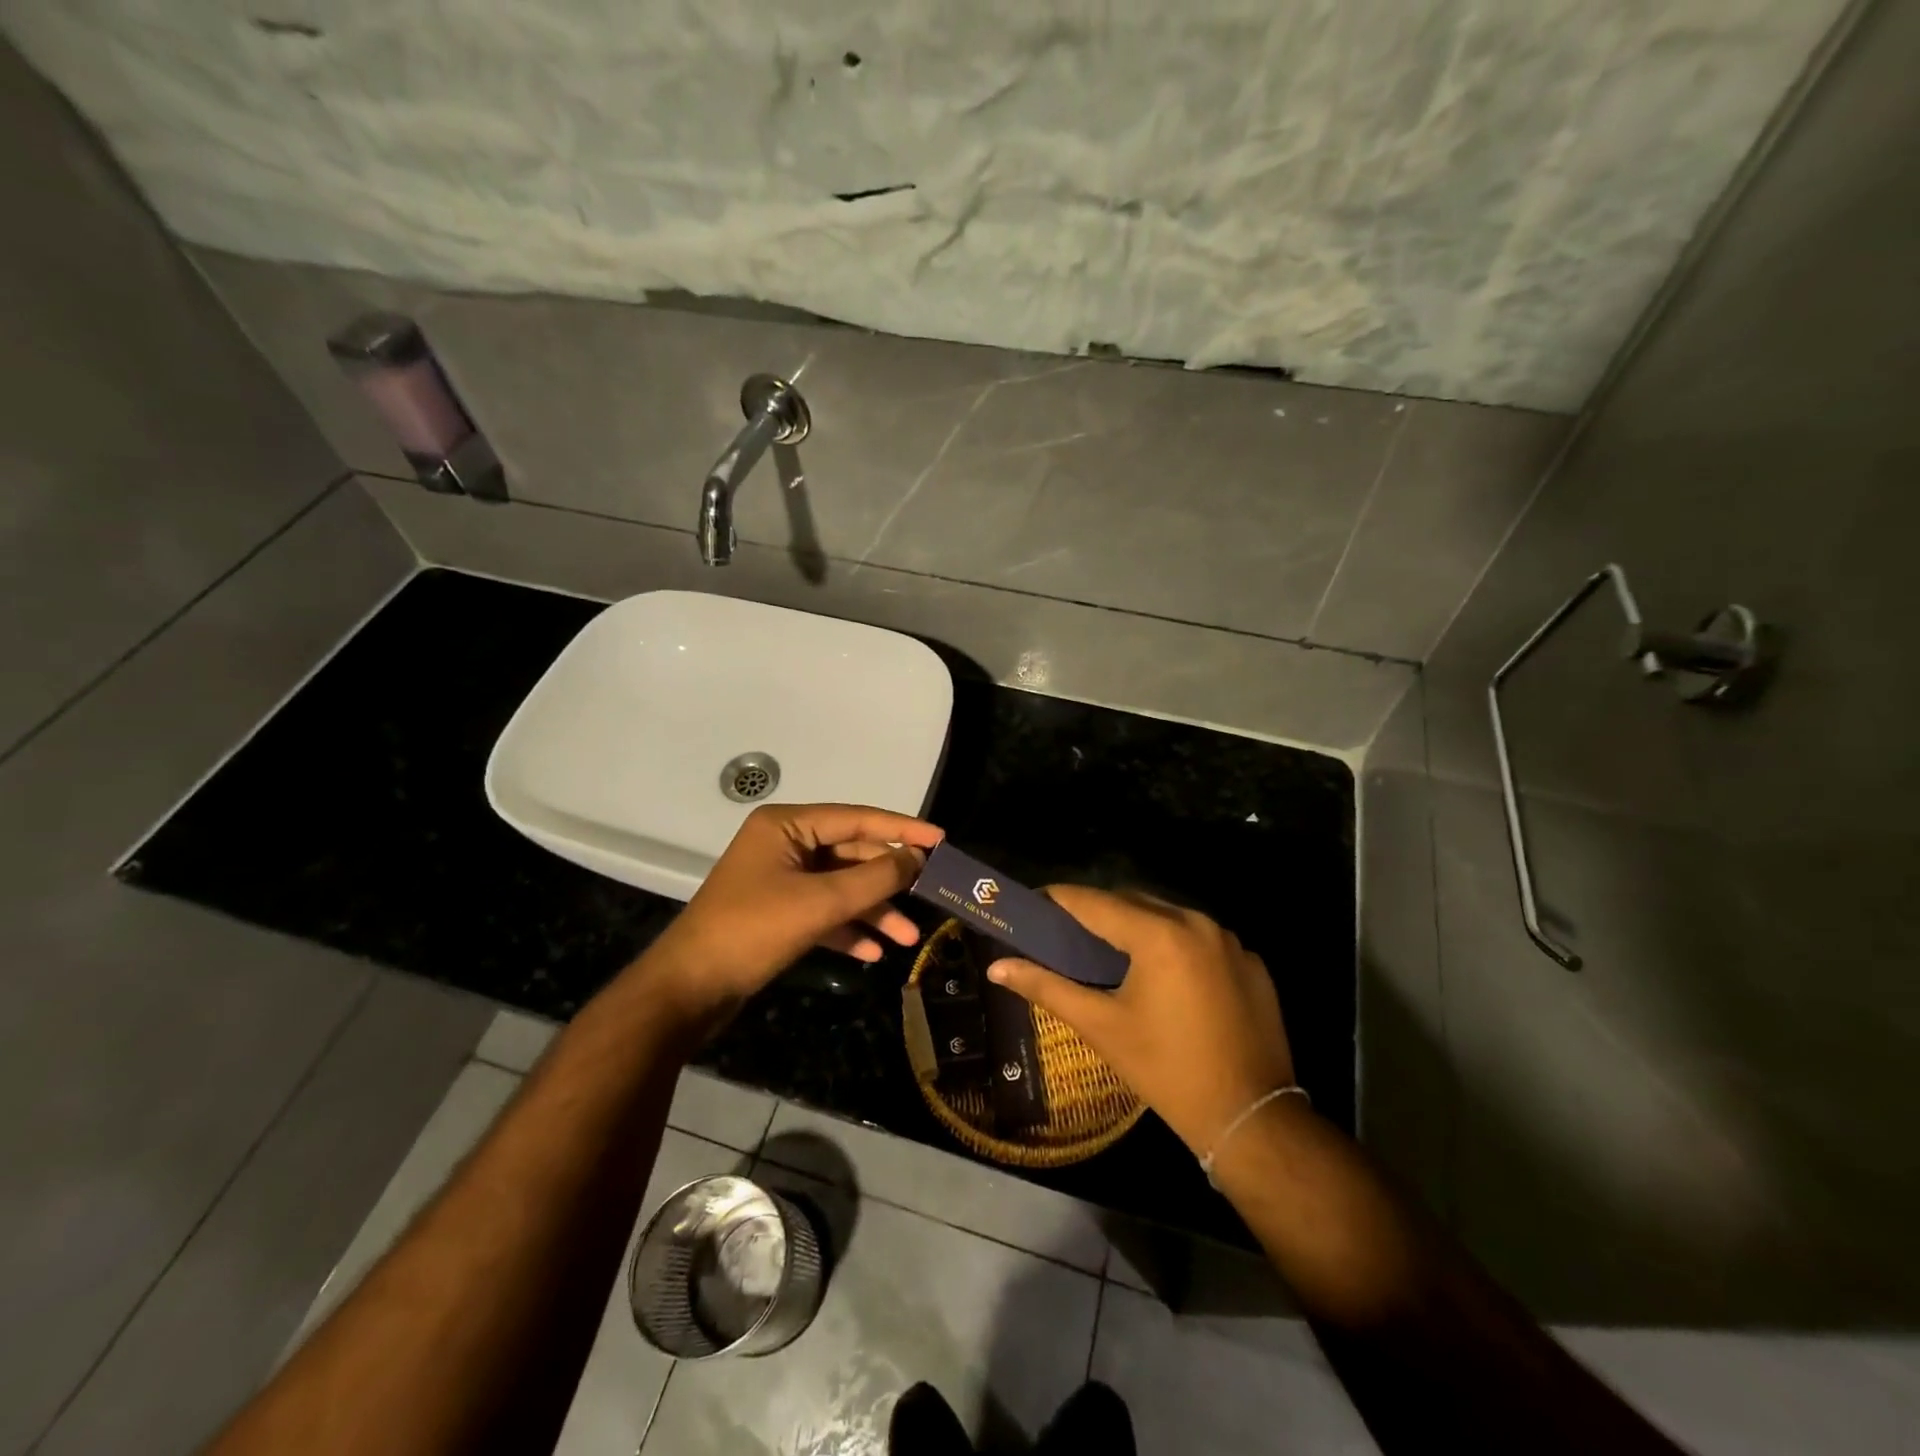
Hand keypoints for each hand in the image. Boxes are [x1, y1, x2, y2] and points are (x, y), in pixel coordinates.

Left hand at [643, 803, 943, 1022]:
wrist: (689, 990)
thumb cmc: (753, 931)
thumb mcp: (821, 903)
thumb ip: (874, 878)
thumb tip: (916, 857)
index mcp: (787, 826)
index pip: (857, 819)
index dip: (901, 829)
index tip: (941, 840)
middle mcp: (784, 845)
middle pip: (851, 855)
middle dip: (888, 882)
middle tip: (929, 896)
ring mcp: (780, 880)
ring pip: (840, 887)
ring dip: (873, 911)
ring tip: (908, 939)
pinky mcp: (777, 913)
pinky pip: (823, 912)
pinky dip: (848, 929)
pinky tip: (873, 953)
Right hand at [985, 886, 1294, 1154]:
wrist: (1250, 1118)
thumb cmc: (1166, 1070)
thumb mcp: (1101, 1027)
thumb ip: (1046, 987)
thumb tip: (997, 967)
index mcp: (1159, 934)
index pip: (1095, 901)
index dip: (1060, 899)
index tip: (1034, 904)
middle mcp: (1197, 922)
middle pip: (1133, 901)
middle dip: (1098, 912)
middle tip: (1067, 934)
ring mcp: (1230, 940)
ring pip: (1169, 916)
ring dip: (1137, 926)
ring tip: (1110, 953)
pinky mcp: (1251, 962)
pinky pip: (1201, 938)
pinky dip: (1175, 945)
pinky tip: (1163, 978)